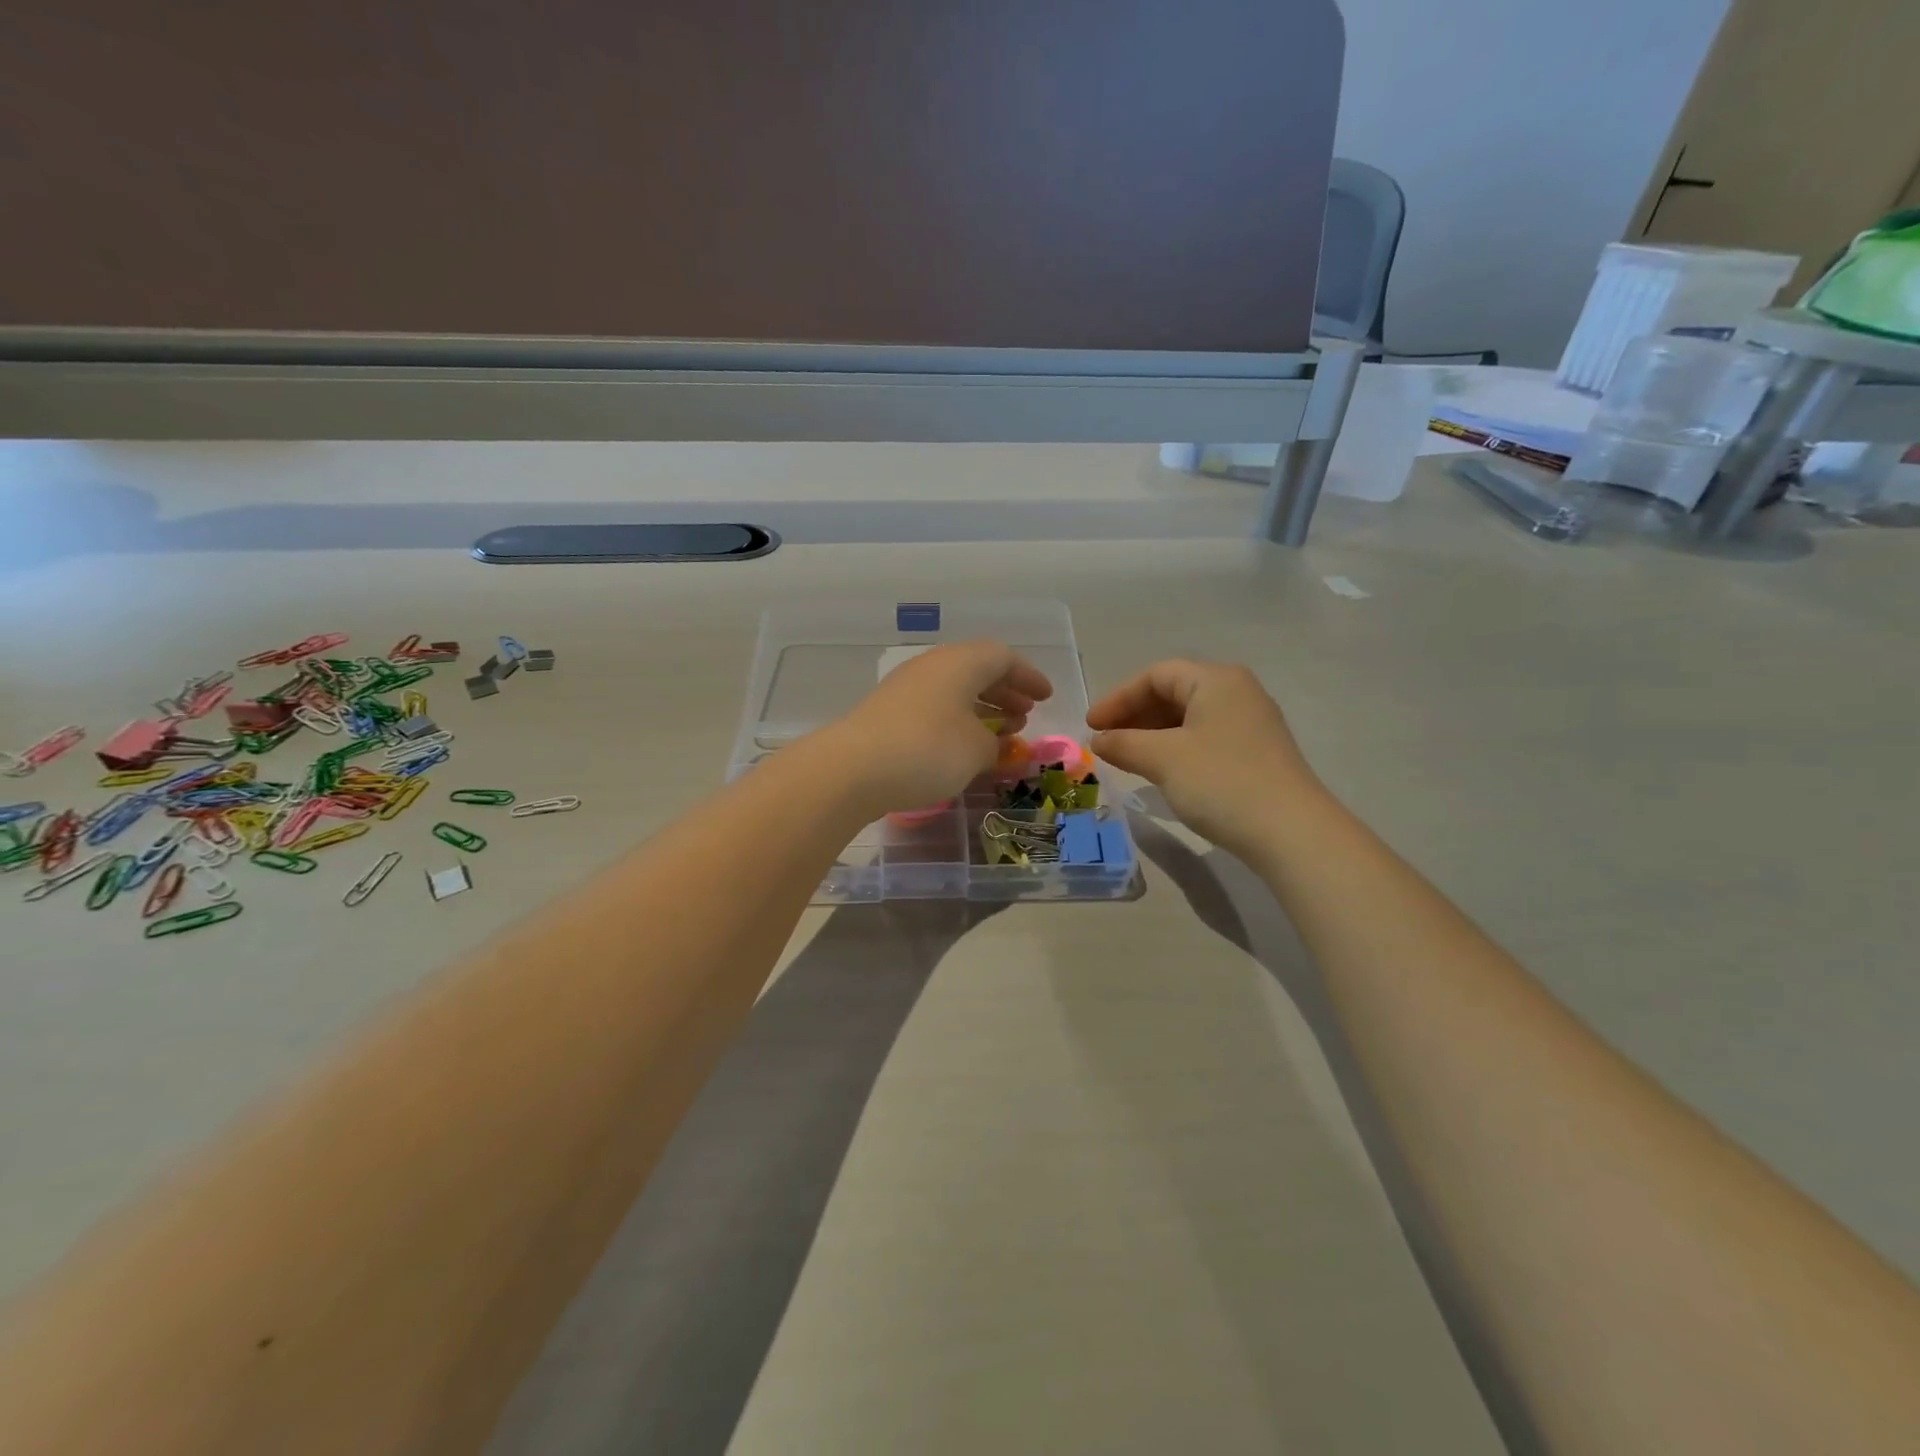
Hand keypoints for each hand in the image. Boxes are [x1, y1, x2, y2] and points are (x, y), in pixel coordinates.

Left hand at [814, 641, 1052, 818]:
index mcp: (961, 662)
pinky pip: (935, 707)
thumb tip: (993, 743)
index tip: (1046, 697)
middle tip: (1025, 715)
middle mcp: (933, 666)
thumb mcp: (976, 750)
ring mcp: (906, 687)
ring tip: (1002, 733)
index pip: (1003, 657)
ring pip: (955, 689)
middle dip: (1006, 691)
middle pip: (977, 669)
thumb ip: (995, 743)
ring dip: (983, 707)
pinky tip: (965, 746)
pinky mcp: (888, 712)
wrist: (854, 769)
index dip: (1029, 677)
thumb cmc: (928, 750)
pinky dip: (958, 720)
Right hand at [1086, 659, 1320, 857]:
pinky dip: (1175, 748)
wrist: (1291, 833)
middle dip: (1134, 715)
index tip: (1091, 726)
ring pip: (1188, 717)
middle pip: (1173, 692)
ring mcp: (1250, 723)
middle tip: (1105, 741)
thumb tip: (1099, 740)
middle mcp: (1237, 692)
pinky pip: (1204, 738)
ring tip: (1126, 758)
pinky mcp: (1256, 753)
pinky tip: (1160, 771)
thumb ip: (1124, 743)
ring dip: (1152, 733)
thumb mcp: (1163, 758)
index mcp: (1216, 680)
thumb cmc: (1221, 781)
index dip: (1118, 697)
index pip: (1156, 674)